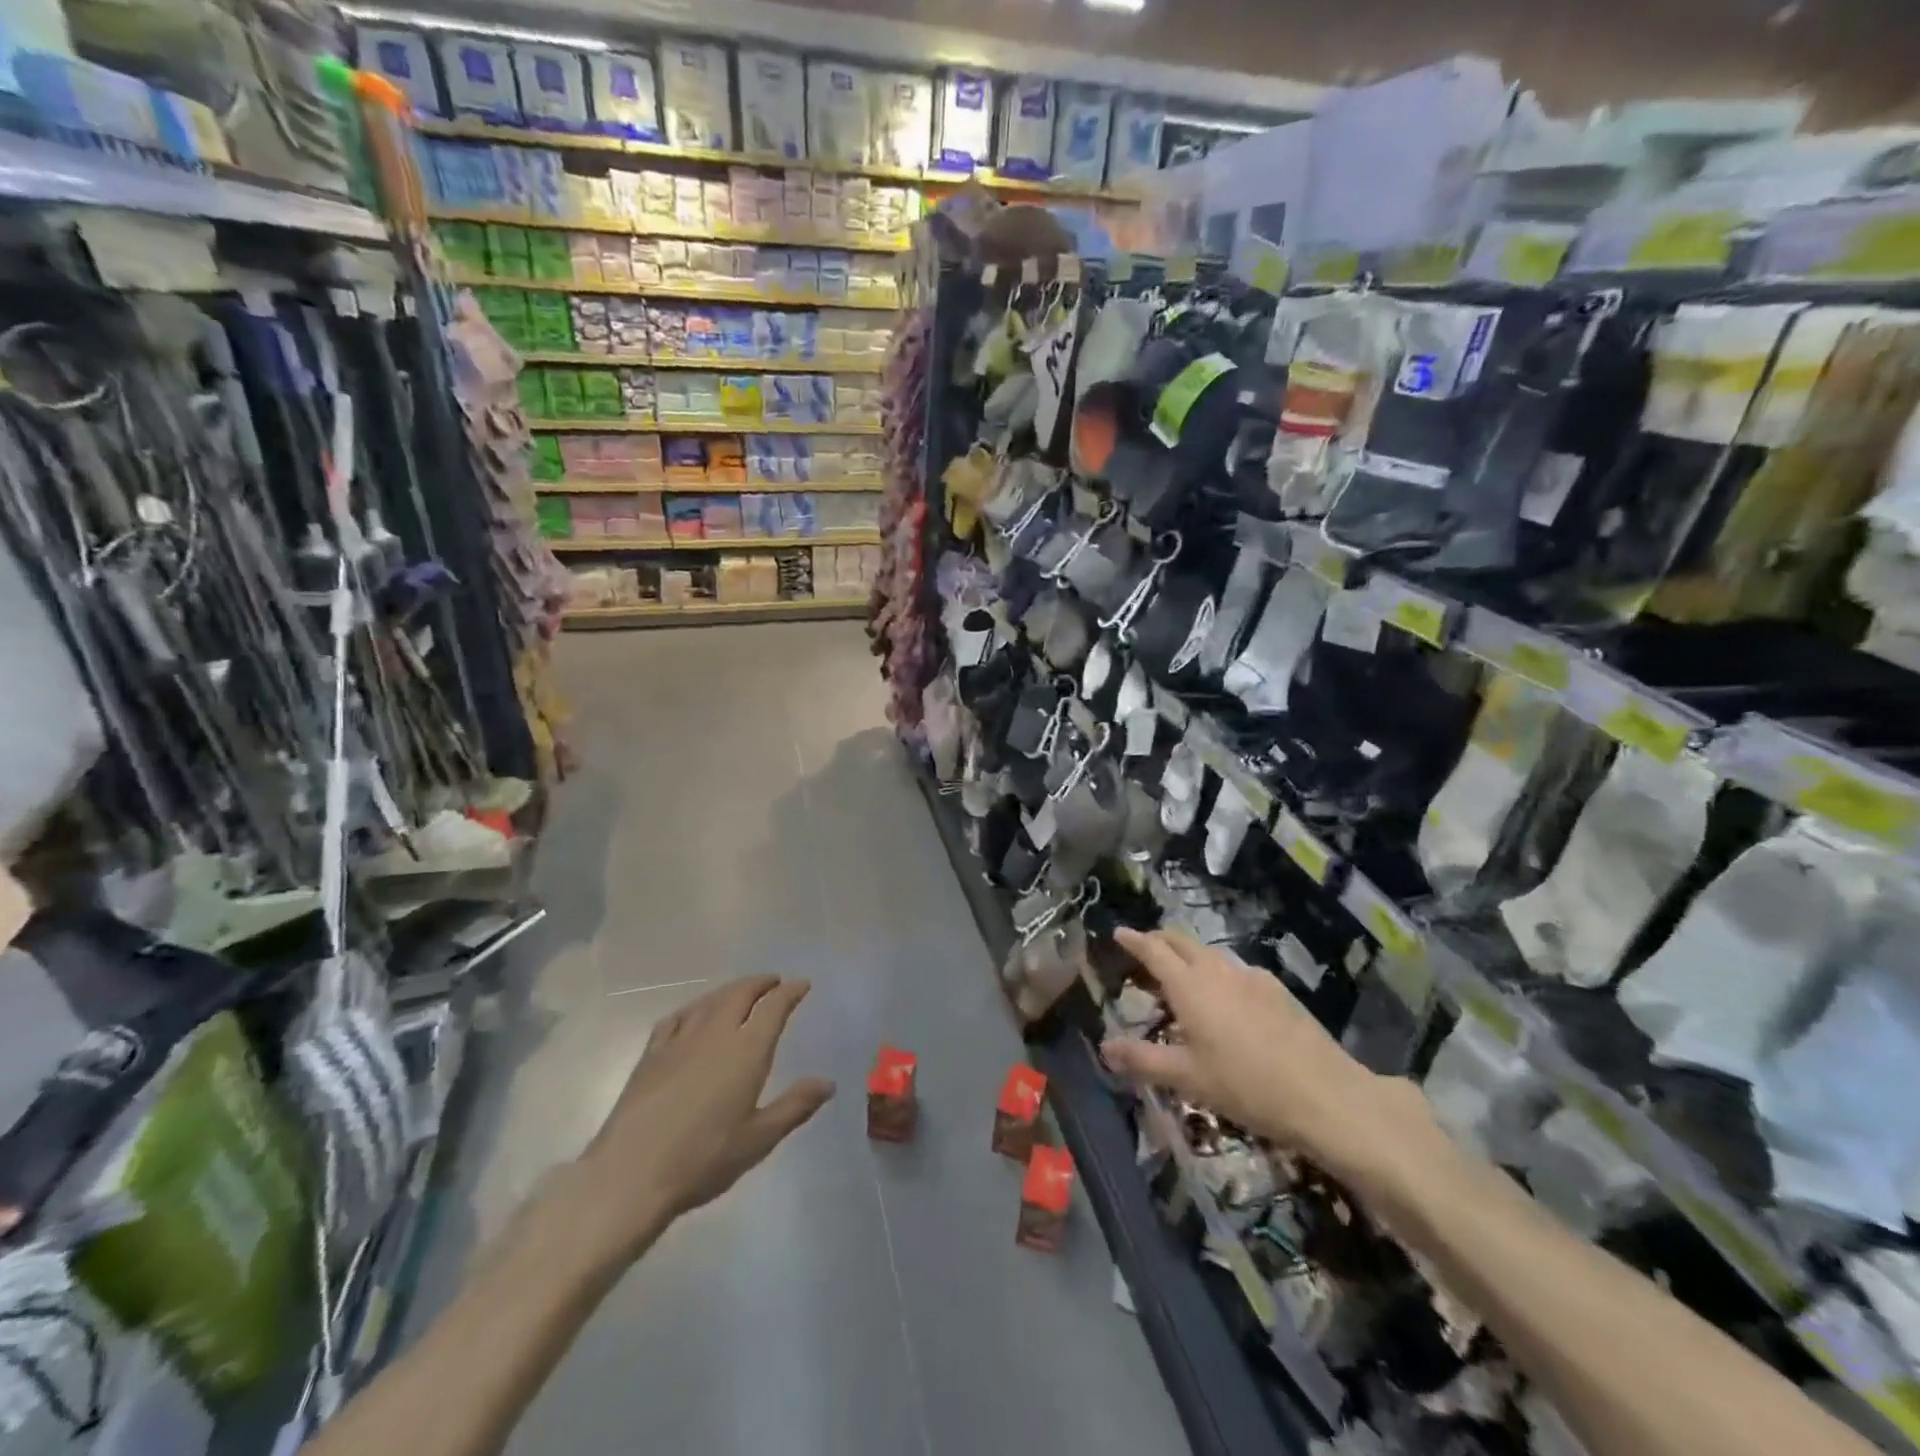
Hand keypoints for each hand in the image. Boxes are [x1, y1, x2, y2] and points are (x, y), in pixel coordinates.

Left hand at [571, 976, 834, 1258]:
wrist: (630, 1175)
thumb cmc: (703, 1159)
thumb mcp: (758, 1139)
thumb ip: (795, 1106)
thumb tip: (827, 1083)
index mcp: (746, 1050)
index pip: (774, 1007)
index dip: (790, 992)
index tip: (802, 984)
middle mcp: (715, 1034)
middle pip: (740, 994)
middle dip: (760, 983)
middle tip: (774, 981)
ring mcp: (680, 1041)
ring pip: (710, 1000)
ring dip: (731, 990)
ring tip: (741, 991)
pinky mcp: (651, 1054)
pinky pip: (677, 1017)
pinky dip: (694, 1007)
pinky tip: (694, 1013)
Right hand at [1100, 928, 1436, 1198]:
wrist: (1325, 1095)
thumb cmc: (1245, 1086)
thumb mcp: (1187, 1078)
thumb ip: (1143, 1060)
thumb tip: (1104, 1047)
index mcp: (1190, 986)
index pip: (1154, 950)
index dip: (1134, 940)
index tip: (1119, 932)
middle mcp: (1218, 971)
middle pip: (1182, 942)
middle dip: (1160, 941)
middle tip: (1145, 952)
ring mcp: (1252, 977)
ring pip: (1211, 956)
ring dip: (1190, 958)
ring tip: (1182, 980)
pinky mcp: (1277, 991)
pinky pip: (1236, 971)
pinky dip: (1218, 975)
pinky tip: (1226, 1002)